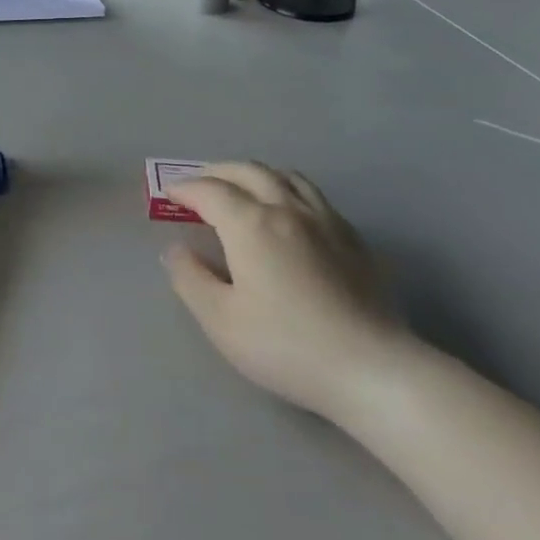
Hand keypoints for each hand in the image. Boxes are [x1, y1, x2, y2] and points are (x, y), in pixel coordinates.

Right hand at [162, 163, 405, 420]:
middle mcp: (287, 208)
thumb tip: (176, 250)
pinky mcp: (352, 238)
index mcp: (251, 224)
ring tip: (242, 187)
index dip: (185, 188)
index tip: (169, 193)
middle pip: (248, 171)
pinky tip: (289, 212)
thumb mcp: (221, 320)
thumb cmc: (286, 345)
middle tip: (199, 184)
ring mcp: (325, 220)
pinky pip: (313, 195)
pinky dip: (287, 189)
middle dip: (217, 172)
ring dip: (255, 173)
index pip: (210, 191)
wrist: (370, 368)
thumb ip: (191, 279)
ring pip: (285, 176)